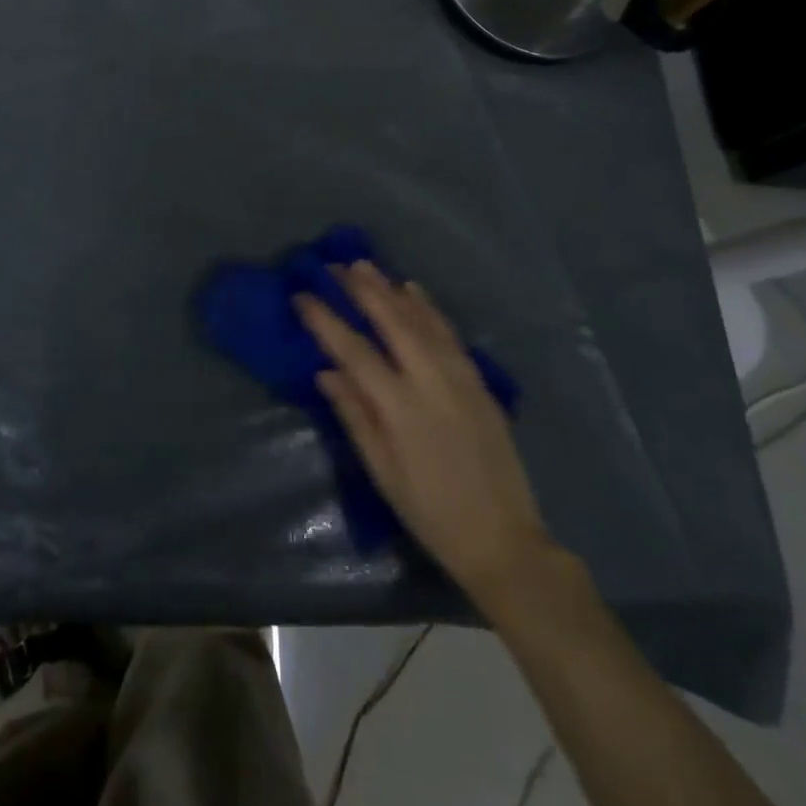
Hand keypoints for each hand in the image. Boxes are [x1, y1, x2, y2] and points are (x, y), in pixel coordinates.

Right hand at [295, 262, 554, 603]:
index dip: (325, 320)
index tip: (302, 296)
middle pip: (391, 322)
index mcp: (400, 407)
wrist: (503, 538)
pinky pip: (449, 332)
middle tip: (336, 267)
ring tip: (367, 267)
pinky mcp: (478, 381)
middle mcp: (431, 381)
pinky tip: (414, 291)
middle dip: (362, 290)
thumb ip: (355, 416)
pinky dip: (428, 307)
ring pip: (422, 319)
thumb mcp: (382, 472)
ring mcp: (459, 377)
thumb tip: (326, 372)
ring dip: (392, 289)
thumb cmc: (430, 512)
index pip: (354, 351)